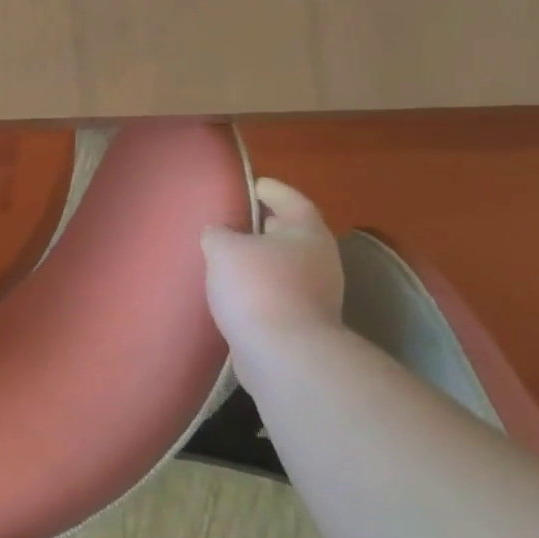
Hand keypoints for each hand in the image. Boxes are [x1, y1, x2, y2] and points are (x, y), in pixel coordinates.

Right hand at [202, 178, 344, 356]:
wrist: (284, 353)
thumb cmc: (257, 287)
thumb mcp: (224, 248)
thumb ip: (218, 233)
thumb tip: (219, 232)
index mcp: (307, 233)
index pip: (292, 200)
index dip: (272, 190)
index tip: (253, 184)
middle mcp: (320, 260)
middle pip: (291, 234)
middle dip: (266, 226)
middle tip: (237, 221)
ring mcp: (316, 294)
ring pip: (284, 266)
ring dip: (260, 260)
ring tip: (228, 258)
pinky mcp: (302, 322)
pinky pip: (277, 293)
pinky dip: (258, 287)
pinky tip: (233, 291)